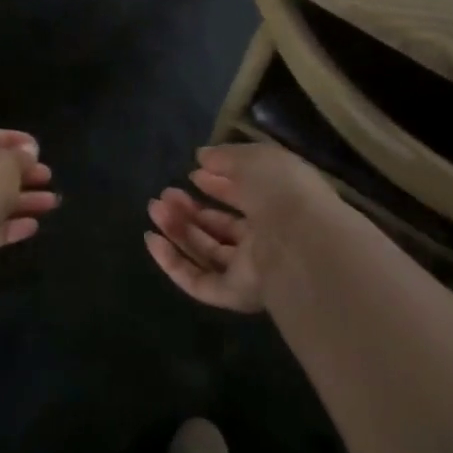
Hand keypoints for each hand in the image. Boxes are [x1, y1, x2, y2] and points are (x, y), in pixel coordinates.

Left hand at [0, 125, 57, 291]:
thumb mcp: (7, 162)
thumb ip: (21, 156)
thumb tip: (29, 151)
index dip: (11, 139)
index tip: (37, 149)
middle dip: (21, 173)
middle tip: (47, 176)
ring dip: (22, 200)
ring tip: (52, 202)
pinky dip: (9, 224)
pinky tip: (33, 226)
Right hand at [145, 143, 335, 312]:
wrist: (301, 243)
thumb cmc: (283, 193)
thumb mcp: (256, 159)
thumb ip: (225, 157)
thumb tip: (201, 158)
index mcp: (279, 206)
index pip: (244, 197)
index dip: (218, 185)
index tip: (192, 173)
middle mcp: (266, 239)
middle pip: (221, 227)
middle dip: (191, 209)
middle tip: (164, 194)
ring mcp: (251, 269)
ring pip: (207, 251)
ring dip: (178, 230)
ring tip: (155, 208)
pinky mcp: (235, 294)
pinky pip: (199, 281)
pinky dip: (173, 263)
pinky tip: (152, 240)